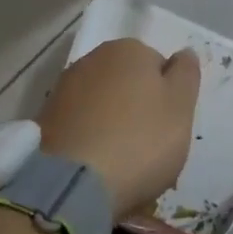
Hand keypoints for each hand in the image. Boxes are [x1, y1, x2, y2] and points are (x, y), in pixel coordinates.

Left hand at [40, 39, 200, 216]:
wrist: (72, 184)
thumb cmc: (140, 141)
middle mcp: (92, 59)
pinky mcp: (46, 119)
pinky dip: (91, 140)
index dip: (168, 98)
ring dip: (114, 126)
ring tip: (122, 164)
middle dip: (139, 110)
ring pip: (103, 106)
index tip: (169, 128)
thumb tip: (184, 52)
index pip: (159, 67)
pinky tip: (96, 167)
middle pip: (129, 84)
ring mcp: (64, 88)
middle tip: (149, 148)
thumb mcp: (181, 107)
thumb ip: (186, 74)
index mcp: (128, 50)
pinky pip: (81, 126)